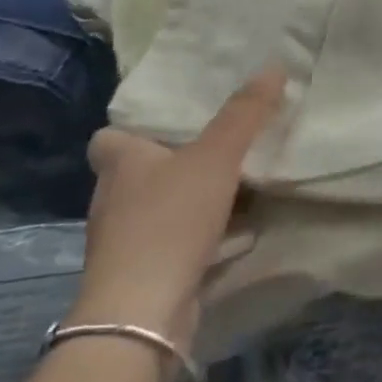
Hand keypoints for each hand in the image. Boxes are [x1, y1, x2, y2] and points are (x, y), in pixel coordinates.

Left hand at [69, 68, 284, 346]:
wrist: (142, 315)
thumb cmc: (170, 221)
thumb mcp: (217, 156)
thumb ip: (245, 113)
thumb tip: (272, 66)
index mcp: (121, 164)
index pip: (109, 138)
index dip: (133, 129)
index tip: (170, 122)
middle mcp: (114, 200)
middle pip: (139, 173)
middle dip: (174, 162)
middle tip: (218, 146)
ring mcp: (124, 243)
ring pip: (160, 209)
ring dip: (191, 201)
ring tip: (236, 186)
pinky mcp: (143, 276)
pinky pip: (175, 244)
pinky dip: (202, 237)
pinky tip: (240, 234)